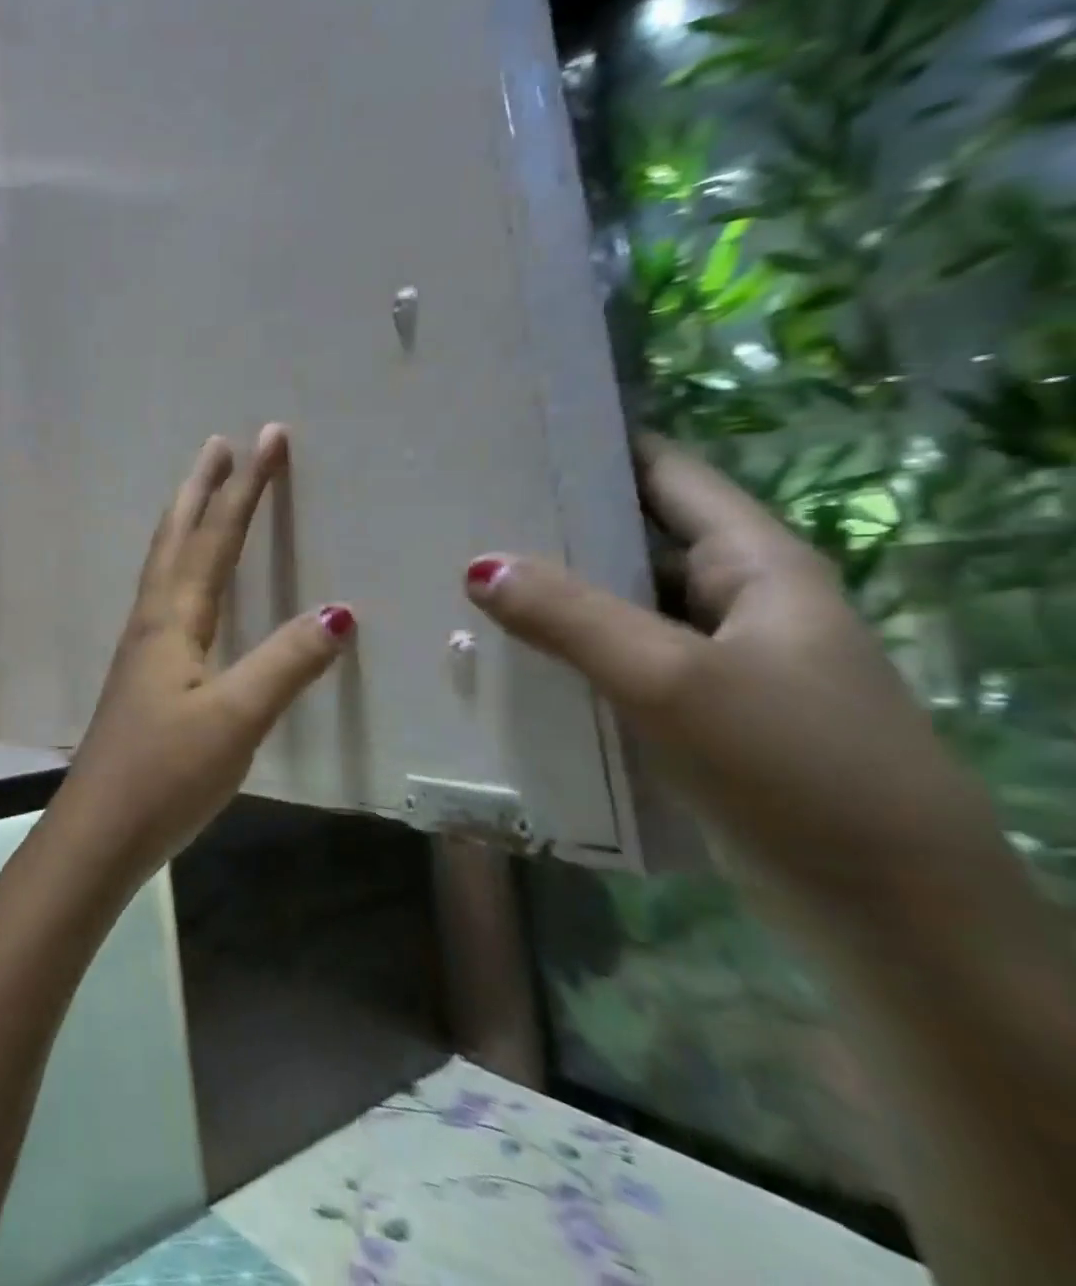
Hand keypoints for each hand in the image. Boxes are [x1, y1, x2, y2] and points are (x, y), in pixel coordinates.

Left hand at [51, 424, 354, 881]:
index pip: (216, 537)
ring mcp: (143, 647)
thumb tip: (338, 612)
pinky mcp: (144, 674)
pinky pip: (165, 596)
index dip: (245, 487)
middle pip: (177, 538)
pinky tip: (187, 584)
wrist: (101, 829)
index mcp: (173, 619)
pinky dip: (179, 564)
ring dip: (186, 521)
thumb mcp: (235, 719)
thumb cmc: (165, 772)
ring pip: (165, 564)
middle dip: (203, 488)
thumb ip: (286, 665)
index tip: (267, 438)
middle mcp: (153, 620)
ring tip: (202, 494)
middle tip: (220, 445)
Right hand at [464, 437, 1017, 923]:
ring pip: (621, 605)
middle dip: (557, 524)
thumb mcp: (671, 680)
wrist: (889, 914)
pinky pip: (619, 661)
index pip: (667, 475)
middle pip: (636, 538)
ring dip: (555, 594)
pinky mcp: (697, 713)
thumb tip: (477, 565)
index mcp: (756, 564)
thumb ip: (572, 616)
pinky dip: (569, 651)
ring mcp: (719, 660)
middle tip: (465, 512)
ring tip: (466, 577)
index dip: (598, 446)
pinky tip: (510, 655)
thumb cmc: (794, 767)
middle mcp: (739, 601)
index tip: (514, 438)